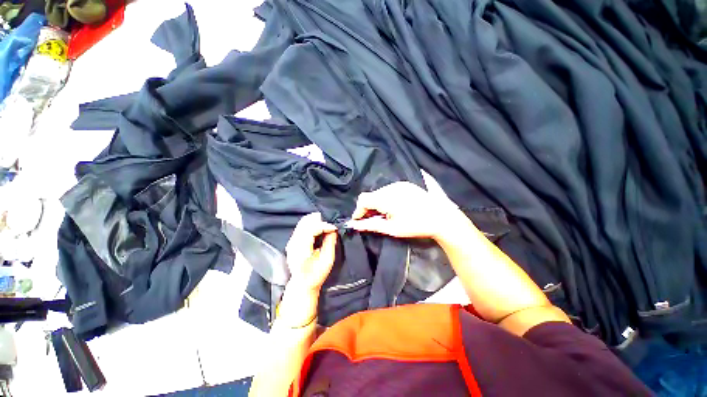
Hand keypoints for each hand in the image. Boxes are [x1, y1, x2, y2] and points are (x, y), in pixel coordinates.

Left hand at [285, 213, 337, 293]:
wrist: (302, 284)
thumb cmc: (316, 275)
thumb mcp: (327, 261)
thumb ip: (330, 243)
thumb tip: (333, 230)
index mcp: (301, 250)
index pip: (311, 229)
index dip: (324, 226)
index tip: (334, 228)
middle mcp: (293, 243)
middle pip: (305, 222)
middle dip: (320, 220)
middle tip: (331, 224)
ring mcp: (291, 241)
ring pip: (303, 222)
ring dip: (316, 221)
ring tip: (326, 225)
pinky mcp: (293, 241)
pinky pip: (302, 226)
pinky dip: (312, 223)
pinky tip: (319, 228)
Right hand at [346, 181, 459, 238]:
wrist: (442, 218)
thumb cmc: (416, 226)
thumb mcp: (391, 228)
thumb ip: (370, 225)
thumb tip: (353, 225)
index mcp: (386, 198)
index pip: (363, 200)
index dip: (359, 211)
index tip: (359, 221)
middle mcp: (391, 187)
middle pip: (371, 195)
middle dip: (369, 208)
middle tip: (375, 220)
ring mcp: (400, 184)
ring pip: (380, 192)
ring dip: (378, 203)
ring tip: (387, 214)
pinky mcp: (407, 184)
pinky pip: (390, 189)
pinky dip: (387, 198)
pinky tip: (395, 207)